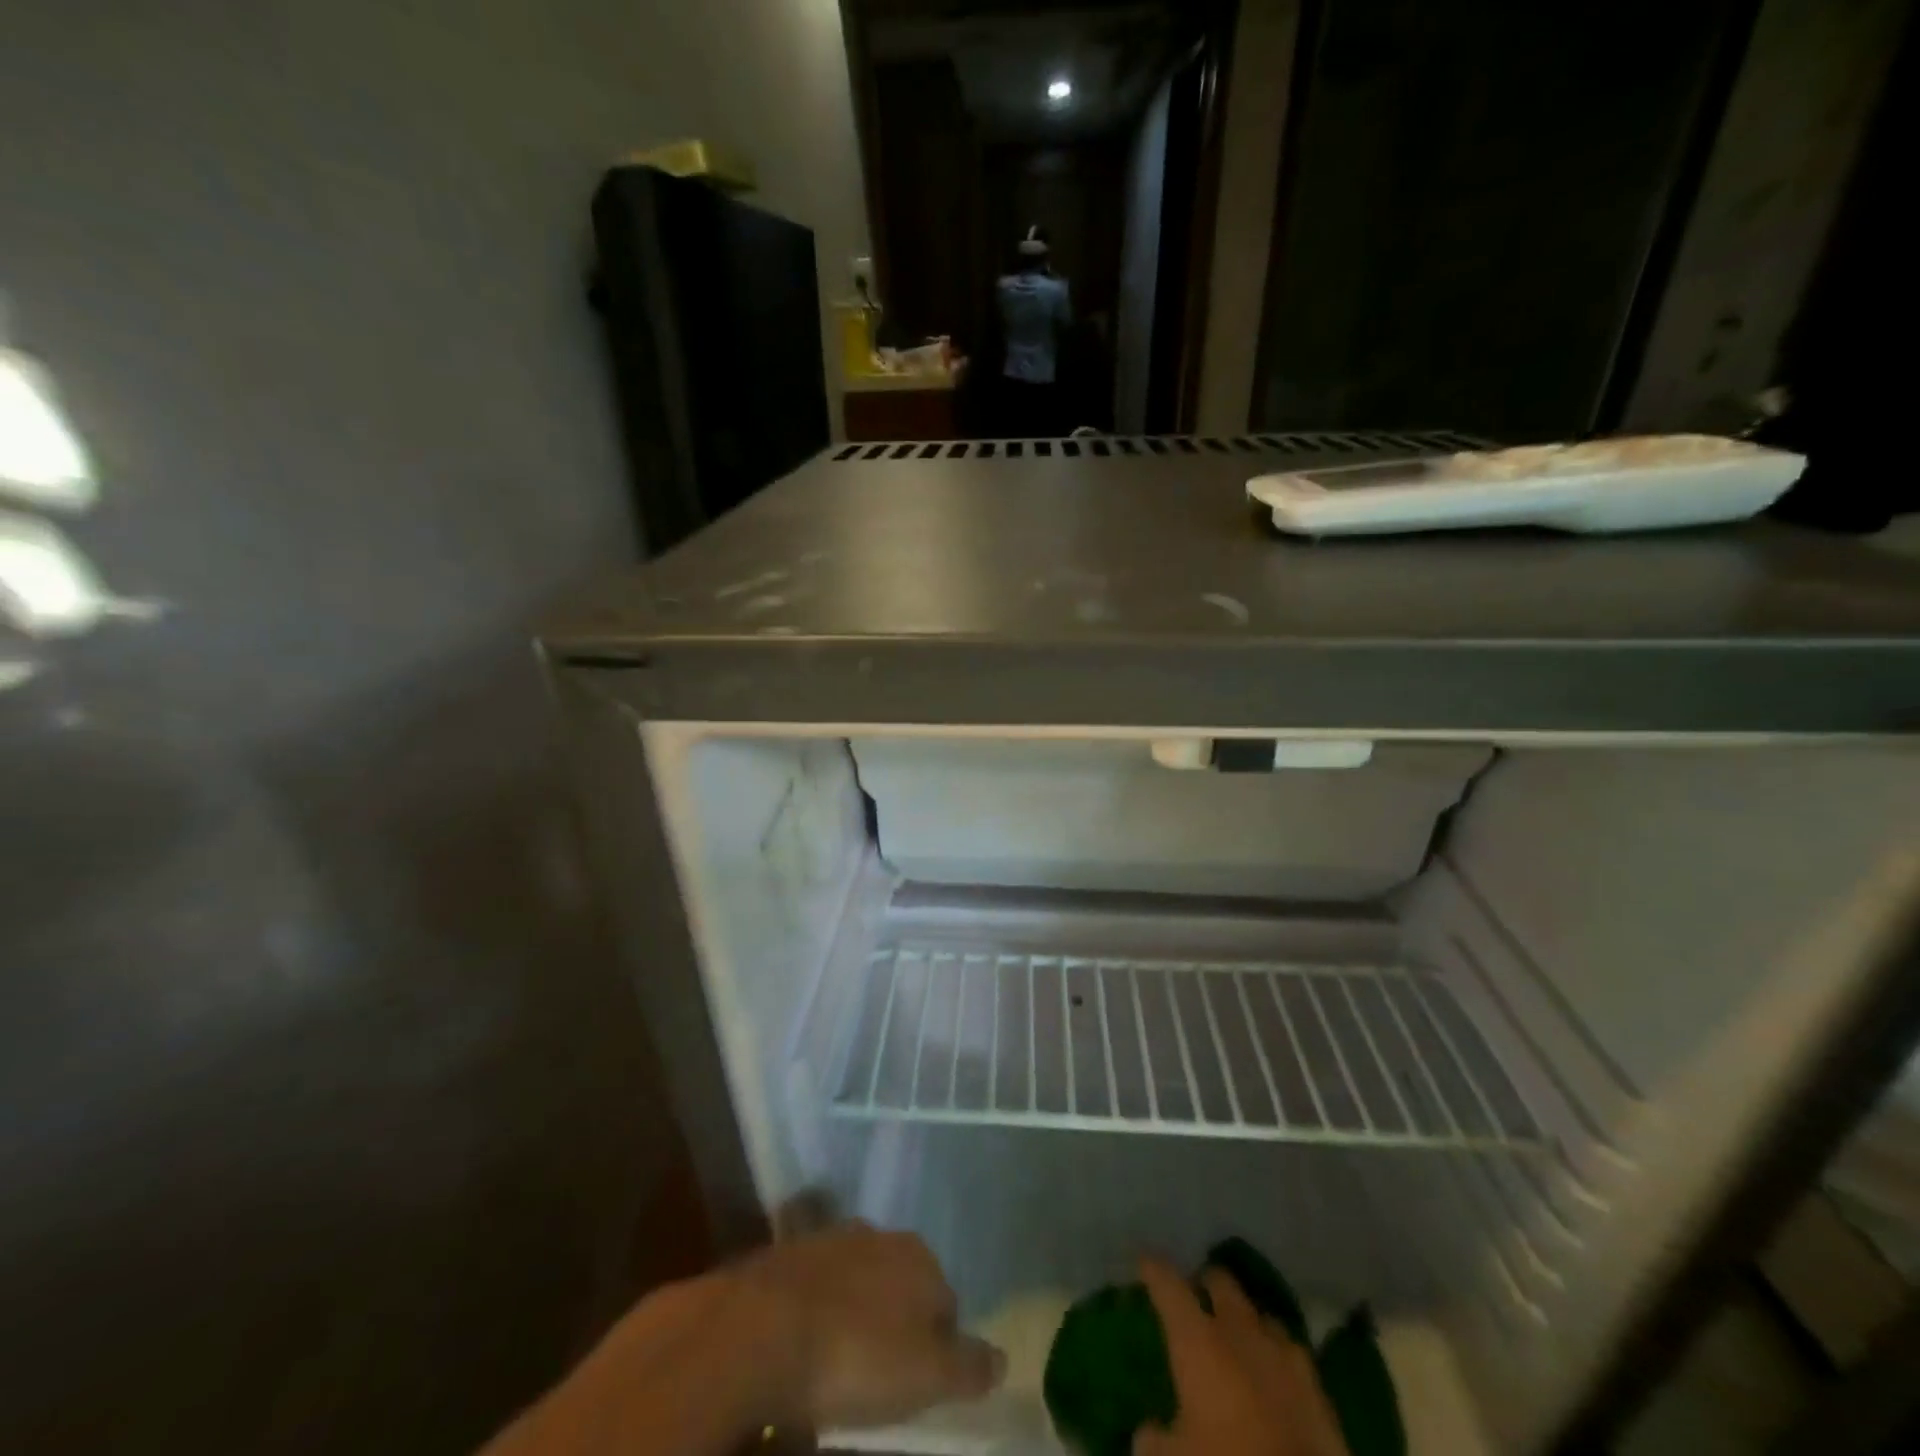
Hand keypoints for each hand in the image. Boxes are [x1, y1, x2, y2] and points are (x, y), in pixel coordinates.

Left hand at [730, 1222, 1005, 1430]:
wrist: (762, 1328)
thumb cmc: (857, 1356)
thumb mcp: (926, 1376)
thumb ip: (969, 1365)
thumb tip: (1003, 1358)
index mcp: (919, 1257)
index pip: (946, 1302)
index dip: (939, 1346)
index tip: (920, 1384)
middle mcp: (880, 1235)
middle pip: (899, 1285)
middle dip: (894, 1322)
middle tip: (879, 1374)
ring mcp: (830, 1238)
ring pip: (856, 1281)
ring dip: (854, 1312)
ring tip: (838, 1362)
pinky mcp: (786, 1253)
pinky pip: (814, 1286)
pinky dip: (815, 1309)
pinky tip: (805, 1342)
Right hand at [1134, 1258, 1347, 1455]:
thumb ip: (1154, 1441)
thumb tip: (1148, 1431)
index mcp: (1197, 1339)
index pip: (1168, 1286)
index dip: (1154, 1269)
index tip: (1145, 1260)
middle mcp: (1238, 1331)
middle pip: (1221, 1283)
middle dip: (1207, 1282)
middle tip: (1196, 1290)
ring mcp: (1282, 1353)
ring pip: (1259, 1314)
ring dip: (1246, 1318)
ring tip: (1238, 1330)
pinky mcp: (1317, 1386)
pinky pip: (1290, 1353)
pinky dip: (1276, 1354)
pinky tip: (1274, 1371)